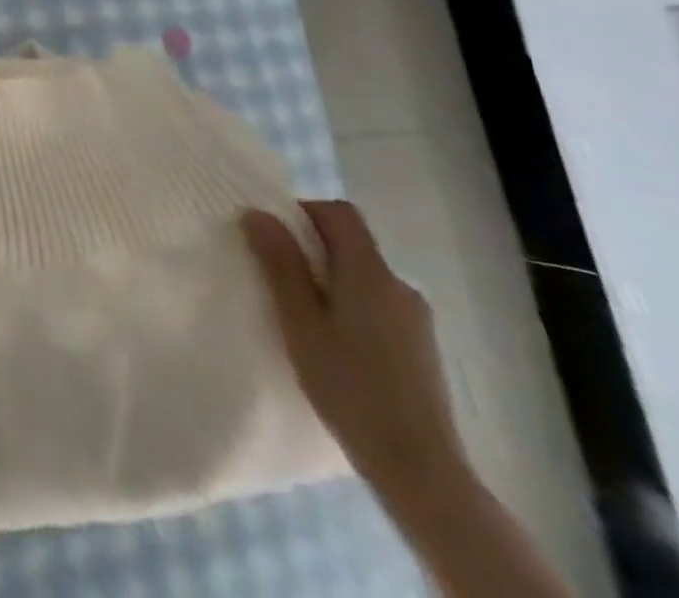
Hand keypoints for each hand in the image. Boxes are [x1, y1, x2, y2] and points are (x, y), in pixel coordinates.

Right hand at [243, 201, 466, 498]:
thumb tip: (258, 213)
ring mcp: (415, 319)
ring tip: (298, 313)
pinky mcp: (420, 347)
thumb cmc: (349, 386)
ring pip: (362, 276)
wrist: (420, 468)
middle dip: (310, 247)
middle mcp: (399, 286)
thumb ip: (280, 264)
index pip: (339, 213)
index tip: (271, 236)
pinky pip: (376, 304)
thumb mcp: (300, 322)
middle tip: (274, 276)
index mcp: (371, 274)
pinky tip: (332, 343)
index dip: (302, 211)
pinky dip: (348, 305)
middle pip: (351, 243)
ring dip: (328, 278)